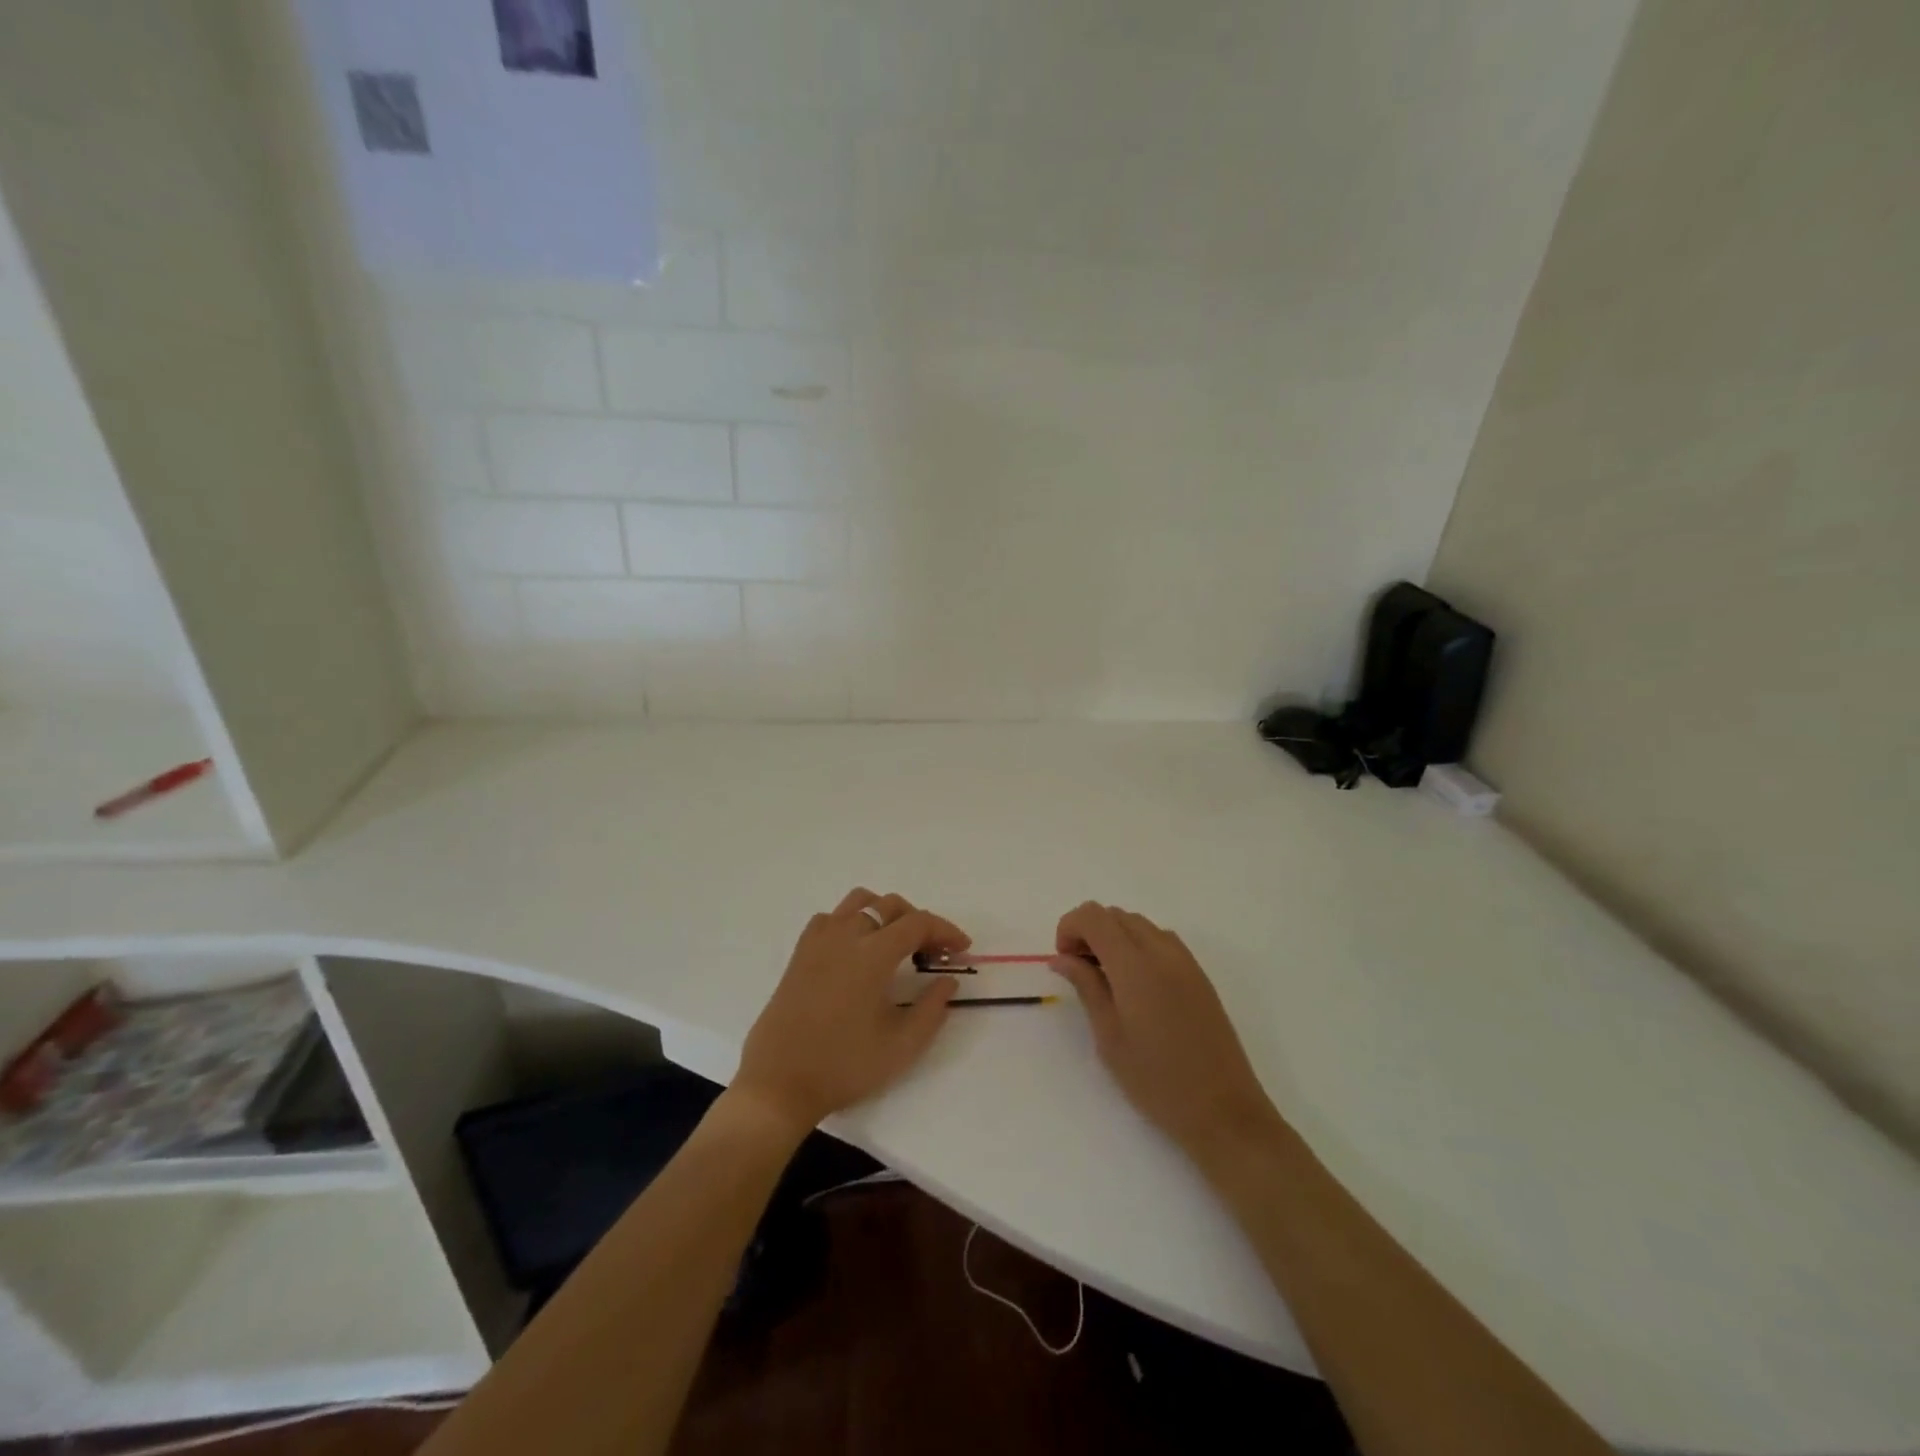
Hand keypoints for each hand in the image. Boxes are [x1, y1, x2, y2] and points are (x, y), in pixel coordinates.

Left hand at [732, 888, 969, 1135]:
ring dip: (885, 913)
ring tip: (897, 944)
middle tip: (933, 952)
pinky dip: (853, 921)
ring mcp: (818, 941)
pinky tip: (858, 950)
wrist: (779, 1084)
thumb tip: (948, 980)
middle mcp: (845, 936)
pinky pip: (832, 918)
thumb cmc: (844, 1066)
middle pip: (890, 905)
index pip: (918, 923)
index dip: (945, 931)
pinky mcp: (800, 954)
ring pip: (858, 902)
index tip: (962, 949)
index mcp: (872, 954)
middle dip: (919, 922)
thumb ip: (932, 1008)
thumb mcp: (901, 1045)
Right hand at [1050, 903, 1281, 1165]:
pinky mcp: (1199, 975)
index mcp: (1135, 965)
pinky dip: (1138, 946)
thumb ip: (1086, 986)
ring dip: (1114, 937)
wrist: (1223, 1111)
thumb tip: (1062, 958)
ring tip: (1106, 979)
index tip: (1063, 961)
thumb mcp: (1109, 1037)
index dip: (1069, 928)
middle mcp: (1162, 951)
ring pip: (1139, 924)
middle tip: (1079, 971)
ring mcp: (1185, 961)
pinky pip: (1161, 940)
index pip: (1094, 916)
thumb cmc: (1156, 1080)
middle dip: (1089, 931)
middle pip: (1115, 915)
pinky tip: (1135, 986)